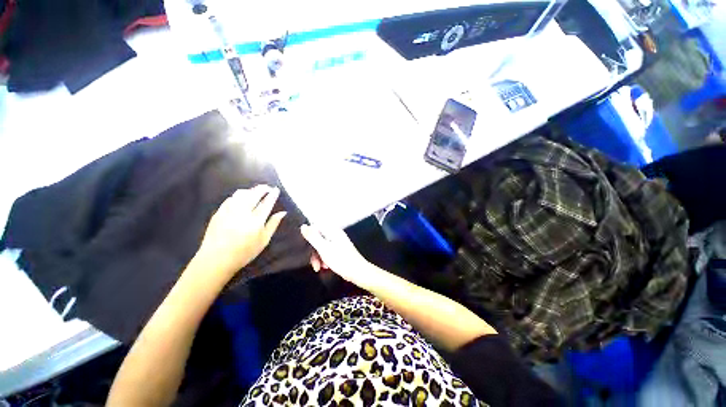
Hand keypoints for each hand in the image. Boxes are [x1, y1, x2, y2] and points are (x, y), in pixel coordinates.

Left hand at [195, 185, 285, 281]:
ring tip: (255, 192)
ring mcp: (229, 211)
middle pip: (254, 195)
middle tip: (268, 187)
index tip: (276, 189)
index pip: (266, 203)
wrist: (216, 259)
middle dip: (262, 189)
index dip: (273, 195)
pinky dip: (239, 195)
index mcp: (255, 221)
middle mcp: (242, 213)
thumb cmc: (244, 252)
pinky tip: (242, 198)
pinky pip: (231, 198)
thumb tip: (283, 212)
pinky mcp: (219, 212)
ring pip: (241, 194)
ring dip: (250, 190)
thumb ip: (273, 224)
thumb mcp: (264, 240)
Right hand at [300, 224, 375, 288]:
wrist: (358, 272)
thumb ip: (313, 237)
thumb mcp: (324, 248)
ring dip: (319, 257)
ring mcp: (338, 242)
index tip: (306, 249)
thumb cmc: (341, 260)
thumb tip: (303, 226)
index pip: (316, 227)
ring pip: (322, 247)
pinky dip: (325, 259)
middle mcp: (335, 234)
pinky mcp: (340, 250)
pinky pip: (328, 252)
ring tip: (320, 268)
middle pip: (318, 238)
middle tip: (315, 264)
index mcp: (333, 231)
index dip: (309, 237)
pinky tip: (326, 267)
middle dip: (314, 251)